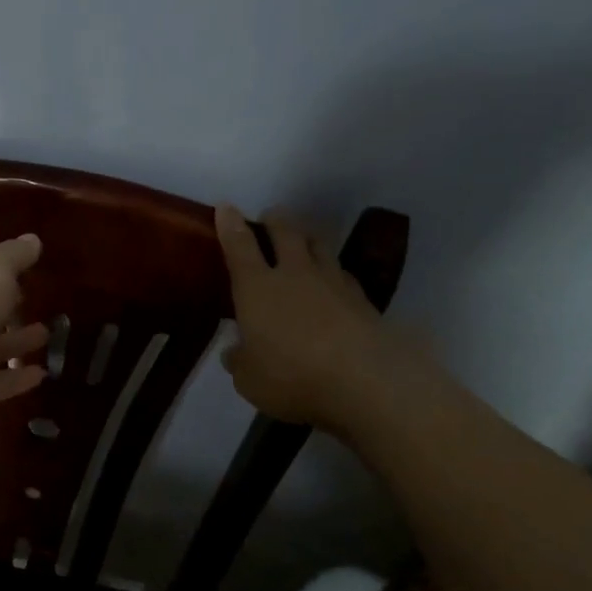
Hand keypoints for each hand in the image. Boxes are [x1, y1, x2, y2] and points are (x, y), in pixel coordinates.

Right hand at [216, 204, 385, 429]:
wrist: (366, 383)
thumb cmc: (293, 377)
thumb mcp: (250, 379)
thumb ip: (240, 361)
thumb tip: (235, 352)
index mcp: (257, 287)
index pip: (239, 246)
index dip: (230, 224)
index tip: (226, 207)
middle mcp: (294, 275)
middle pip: (285, 233)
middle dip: (275, 221)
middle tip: (271, 216)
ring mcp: (333, 283)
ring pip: (319, 246)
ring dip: (308, 238)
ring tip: (304, 240)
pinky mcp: (363, 300)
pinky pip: (344, 274)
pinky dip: (334, 272)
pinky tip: (335, 282)